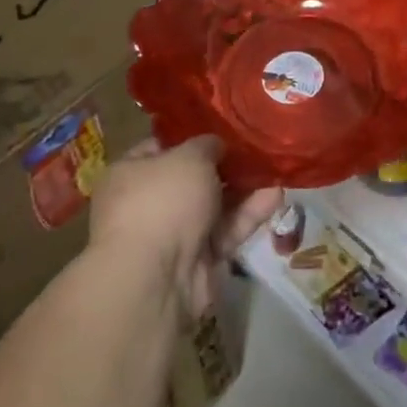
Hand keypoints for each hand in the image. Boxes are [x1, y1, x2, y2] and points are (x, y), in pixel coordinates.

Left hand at [87, 135, 282, 319]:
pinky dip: (249, 215)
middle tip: (257, 148)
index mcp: (130, 174)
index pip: (161, 148)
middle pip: (192, 179)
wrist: (157, 278)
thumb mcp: (189, 157)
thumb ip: (207, 145)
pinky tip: (276, 195)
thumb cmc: (163, 201)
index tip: (224, 128)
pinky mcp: (198, 260)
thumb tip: (215, 146)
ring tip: (276, 169)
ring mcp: (173, 234)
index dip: (192, 137)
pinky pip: (226, 231)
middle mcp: (148, 204)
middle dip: (225, 166)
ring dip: (244, 189)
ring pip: (214, 205)